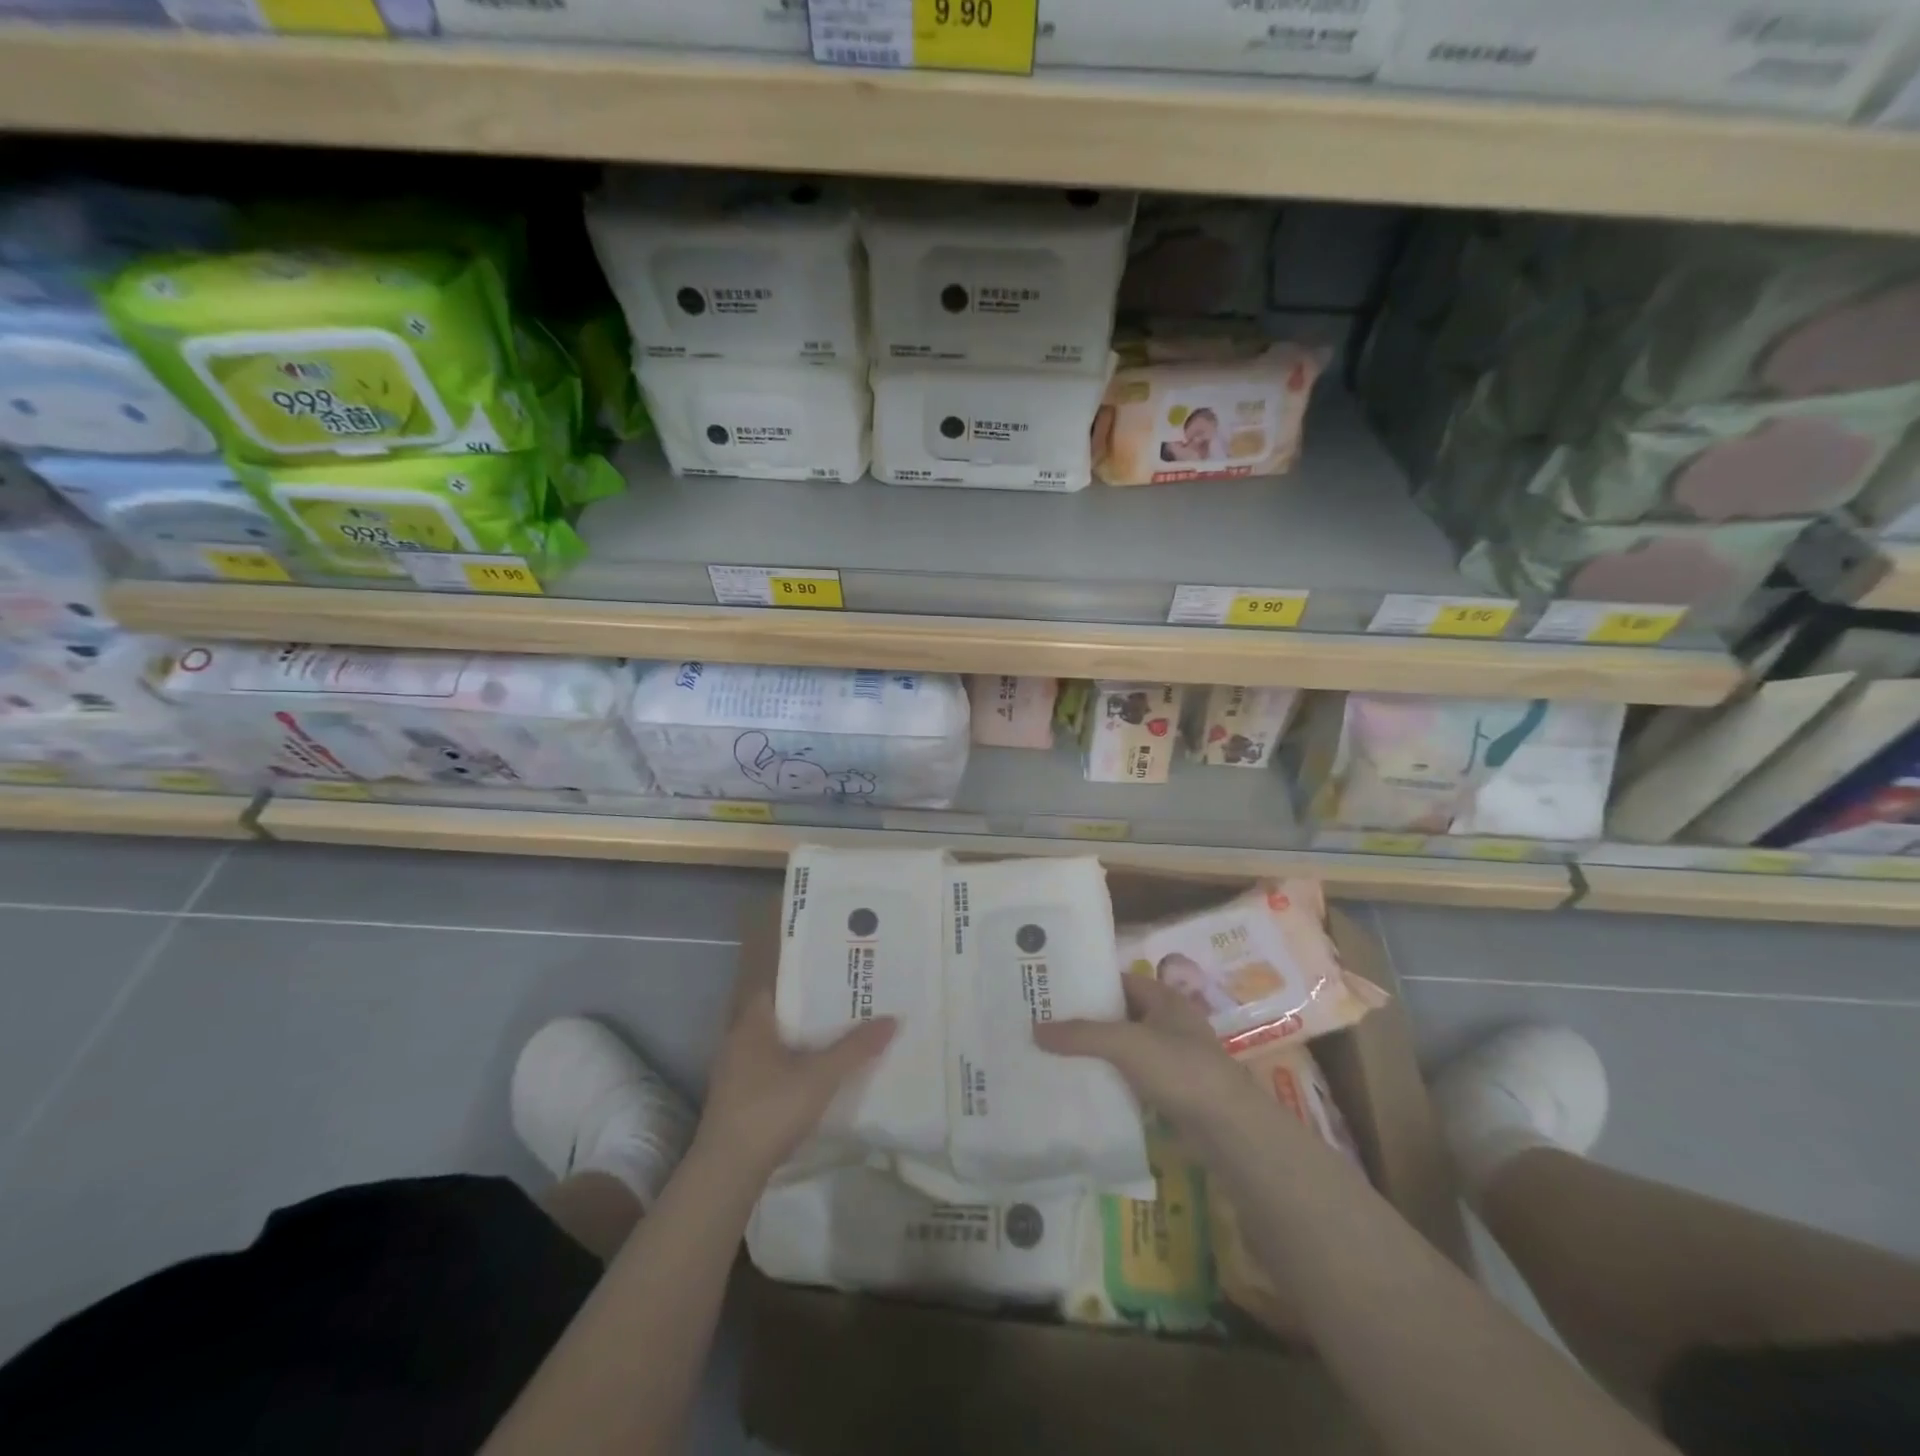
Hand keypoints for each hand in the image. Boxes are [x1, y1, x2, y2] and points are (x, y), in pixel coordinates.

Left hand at [695, 932, 895, 1179]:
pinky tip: (816, 1070)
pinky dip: (792, 1061)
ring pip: (774, 1041)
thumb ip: (856, 1049)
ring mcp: (735, 1070)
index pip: (778, 984)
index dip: (806, 975)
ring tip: (838, 1031)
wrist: (727, 1172)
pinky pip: (770, 1065)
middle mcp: (738, 1039)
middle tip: (847, 998)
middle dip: (810, 1007)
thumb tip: (893, 1019)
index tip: (836, 970)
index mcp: (752, 1022)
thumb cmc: (770, 1110)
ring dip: (801, 1037)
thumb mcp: (821, 1077)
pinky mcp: (738, 1097)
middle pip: (779, 1012)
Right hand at [1034, 974, 1250, 1136]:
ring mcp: (1171, 1057)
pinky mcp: (1170, 1090)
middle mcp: (1168, 1022)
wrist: (1228, 1128)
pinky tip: (1082, 1085)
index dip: (1087, 982)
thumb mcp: (1126, 1044)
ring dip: (1096, 1052)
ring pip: (1124, 1048)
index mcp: (1163, 998)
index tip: (1052, 988)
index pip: (1118, 980)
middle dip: (1086, 1019)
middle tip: (1043, 1022)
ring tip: (1053, 1054)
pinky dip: (1110, 1078)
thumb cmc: (1181, 1069)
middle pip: (1118, 1014)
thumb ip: (1082, 1034)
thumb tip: (1035, 1029)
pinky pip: (1131, 1076)